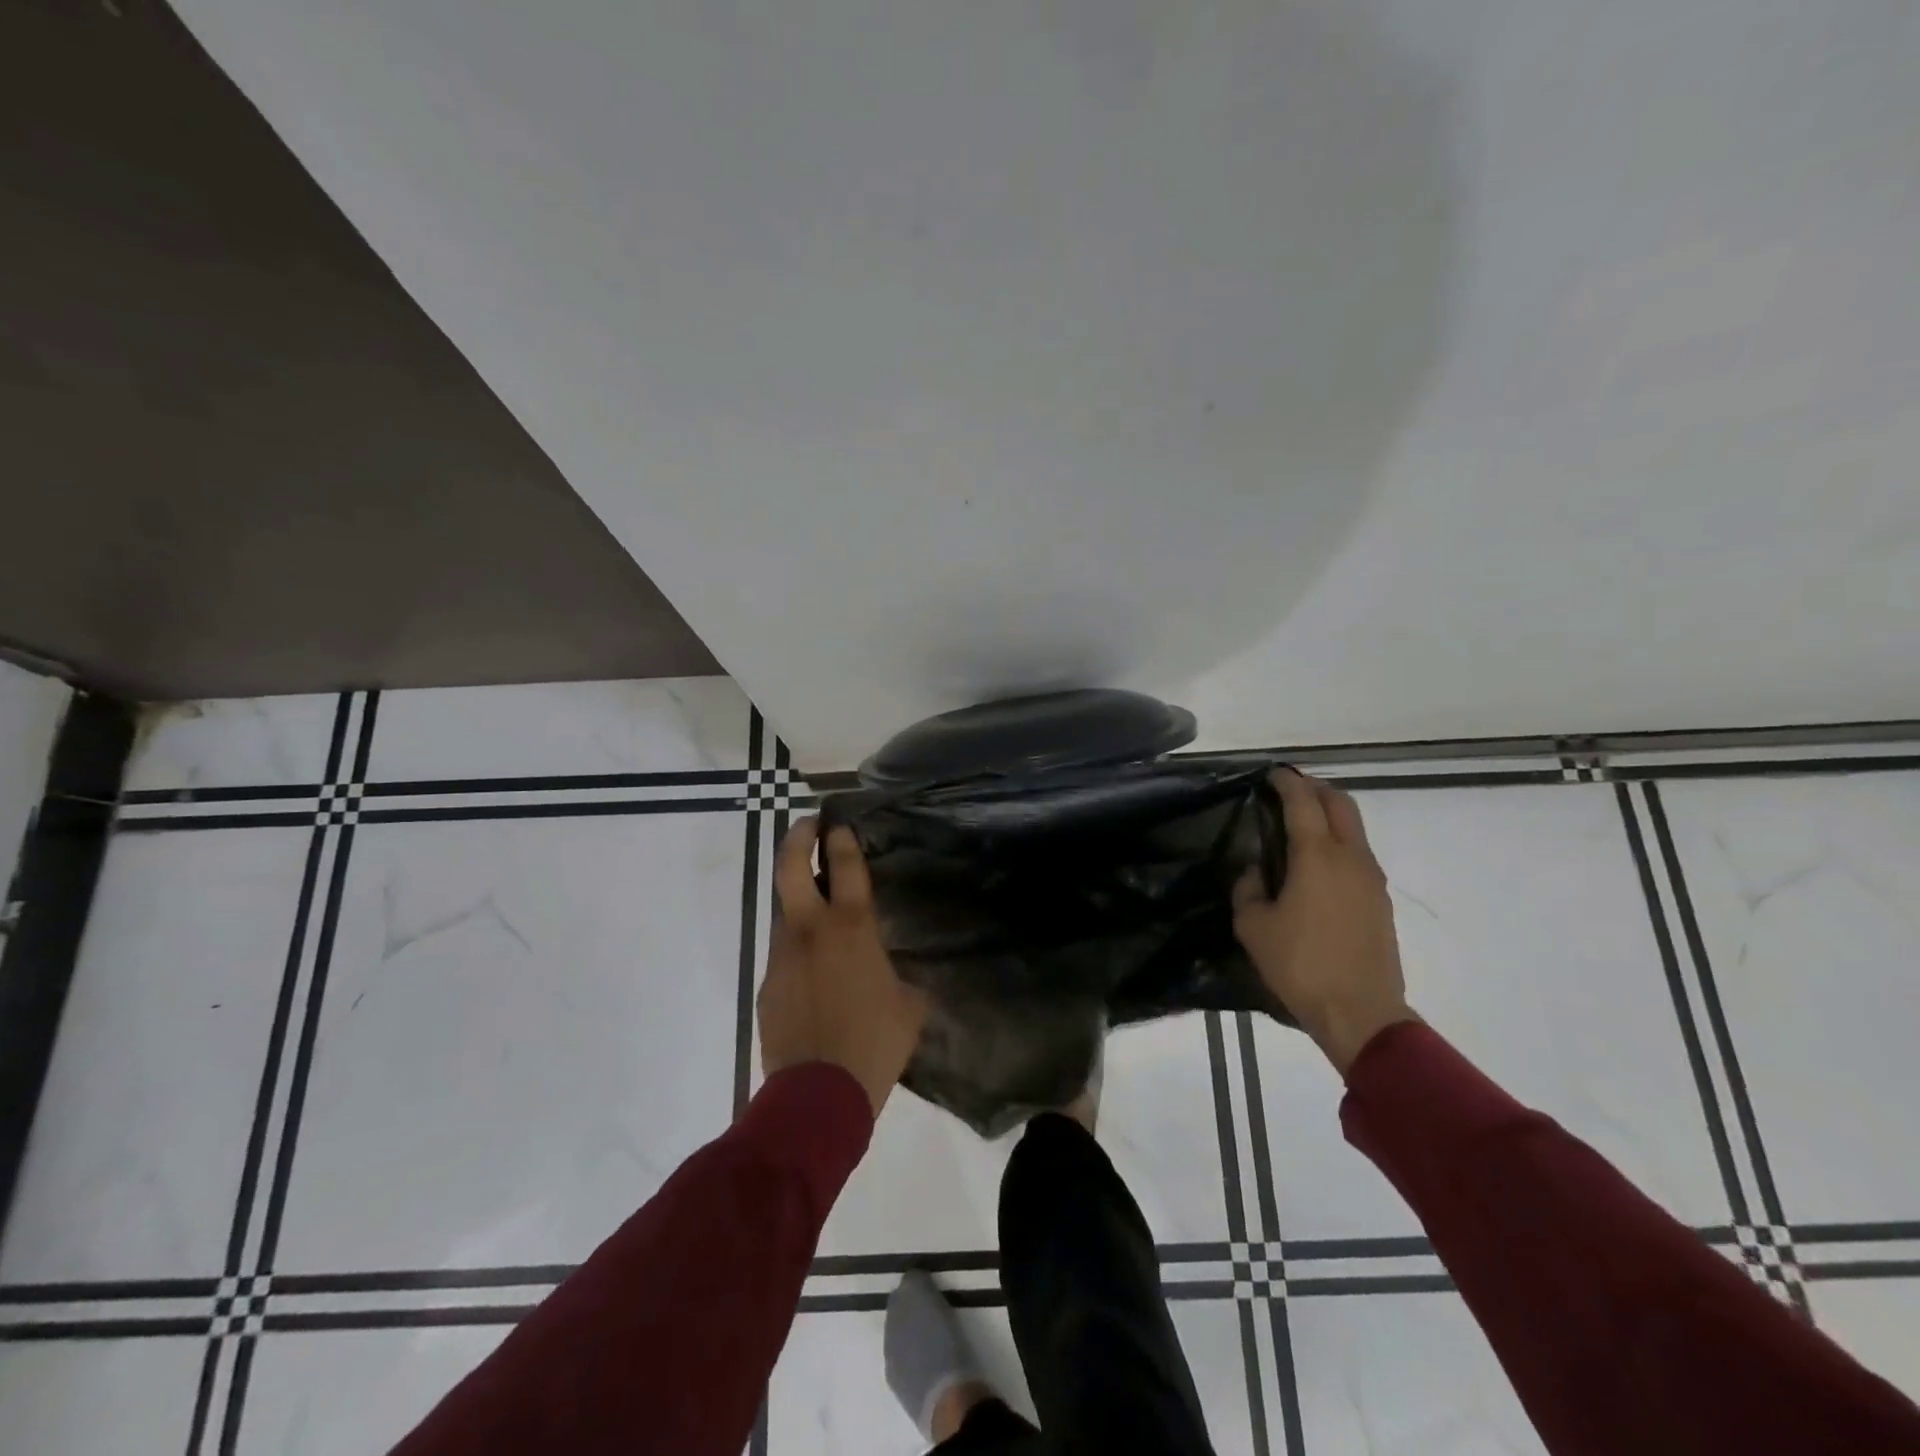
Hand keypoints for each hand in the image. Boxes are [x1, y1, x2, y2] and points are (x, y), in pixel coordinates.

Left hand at [758, 818, 928, 1116]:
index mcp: (852, 928)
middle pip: (791, 866)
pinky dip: (797, 946)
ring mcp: (782, 954)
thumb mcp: (909, 1008)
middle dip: (798, 837)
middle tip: (808, 825)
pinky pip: (783, 951)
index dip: (842, 839)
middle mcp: (811, 930)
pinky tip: (813, 969)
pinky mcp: (766, 982)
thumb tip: (901, 979)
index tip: (839, 822)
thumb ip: (904, 981)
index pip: (845, 866)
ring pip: (784, 909)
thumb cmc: (874, 1044)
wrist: (818, 1094)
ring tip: (817, 903)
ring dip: (798, 896)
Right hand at [1234, 769, 1417, 1075]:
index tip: (1271, 774)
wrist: (1360, 1012)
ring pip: (1355, 828)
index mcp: (1317, 856)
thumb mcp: (1253, 926)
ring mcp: (1371, 879)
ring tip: (1301, 826)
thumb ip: (1248, 889)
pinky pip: (1359, 855)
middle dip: (1315, 789)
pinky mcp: (1380, 901)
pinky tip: (1317, 865)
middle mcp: (1350, 857)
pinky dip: (1339, 843)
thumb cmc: (1300, 965)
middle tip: (1289, 792)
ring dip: (1330, 816)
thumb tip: (1254, 871)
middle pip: (1340, 803)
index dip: (1287, 782)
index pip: (1303, 801)